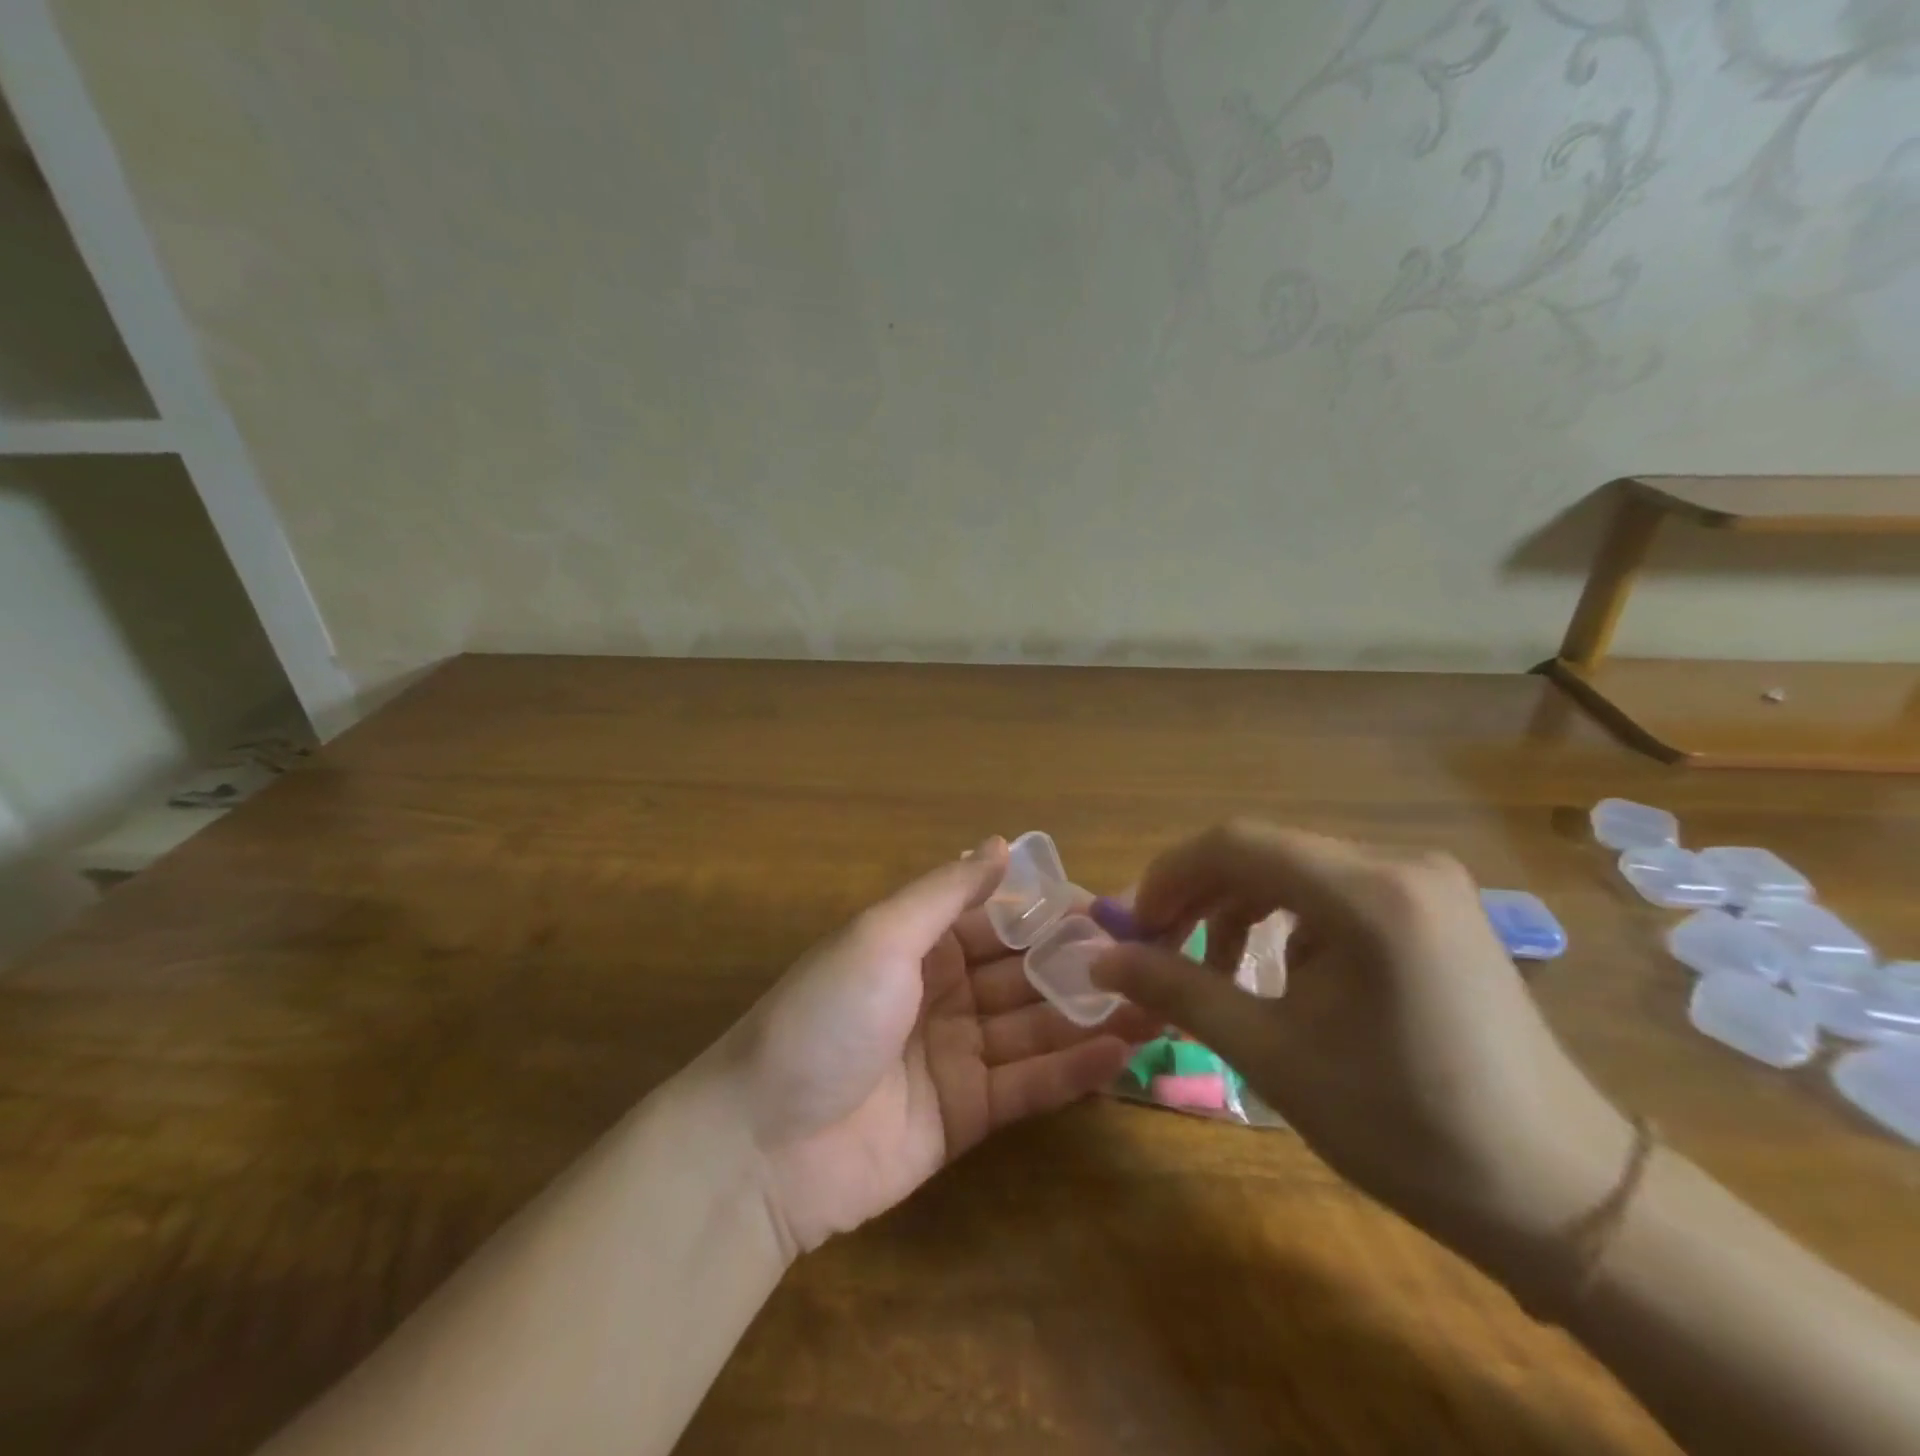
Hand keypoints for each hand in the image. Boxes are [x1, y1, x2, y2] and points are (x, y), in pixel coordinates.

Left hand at [718, 838, 1158, 1257]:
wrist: (763, 1144)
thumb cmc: (825, 1017)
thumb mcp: (880, 937)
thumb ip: (946, 892)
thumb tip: (1001, 843)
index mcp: (921, 943)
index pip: (1000, 918)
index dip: (1053, 912)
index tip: (1114, 908)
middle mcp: (945, 992)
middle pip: (1025, 972)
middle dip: (1083, 964)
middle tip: (1154, 960)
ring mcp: (959, 1054)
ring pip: (1036, 1027)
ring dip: (1091, 1015)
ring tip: (1158, 1005)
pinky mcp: (968, 1114)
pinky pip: (1029, 1084)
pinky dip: (1073, 1070)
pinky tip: (1122, 1053)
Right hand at [1091, 820, 1633, 1294]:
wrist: (1559, 1198)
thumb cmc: (1405, 1127)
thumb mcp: (1272, 1055)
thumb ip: (1179, 990)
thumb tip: (1101, 959)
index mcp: (1369, 893)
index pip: (1236, 843)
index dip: (1169, 876)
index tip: (1133, 929)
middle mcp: (1401, 864)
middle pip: (1265, 852)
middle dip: (1199, 896)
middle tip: (1160, 951)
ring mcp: (1426, 883)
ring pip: (1297, 871)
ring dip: (1240, 910)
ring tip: (1217, 972)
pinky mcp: (1437, 908)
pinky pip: (1335, 892)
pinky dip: (1287, 922)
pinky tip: (1283, 975)